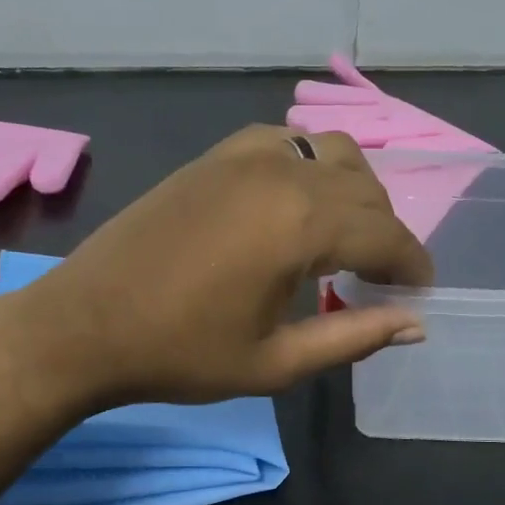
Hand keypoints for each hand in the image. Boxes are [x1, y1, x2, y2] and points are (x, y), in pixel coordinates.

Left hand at [0, 126, 432, 409]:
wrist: (85, 325)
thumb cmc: (182, 353)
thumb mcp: (277, 362)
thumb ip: (355, 337)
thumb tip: (417, 324)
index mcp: (301, 224)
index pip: (386, 234)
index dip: (411, 264)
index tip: (419, 292)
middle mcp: (283, 173)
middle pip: (366, 192)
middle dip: (386, 234)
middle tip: (381, 279)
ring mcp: (245, 155)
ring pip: (333, 154)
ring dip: (355, 192)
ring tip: (344, 239)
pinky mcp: (216, 155)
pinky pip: (287, 143)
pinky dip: (311, 167)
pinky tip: (296, 205)